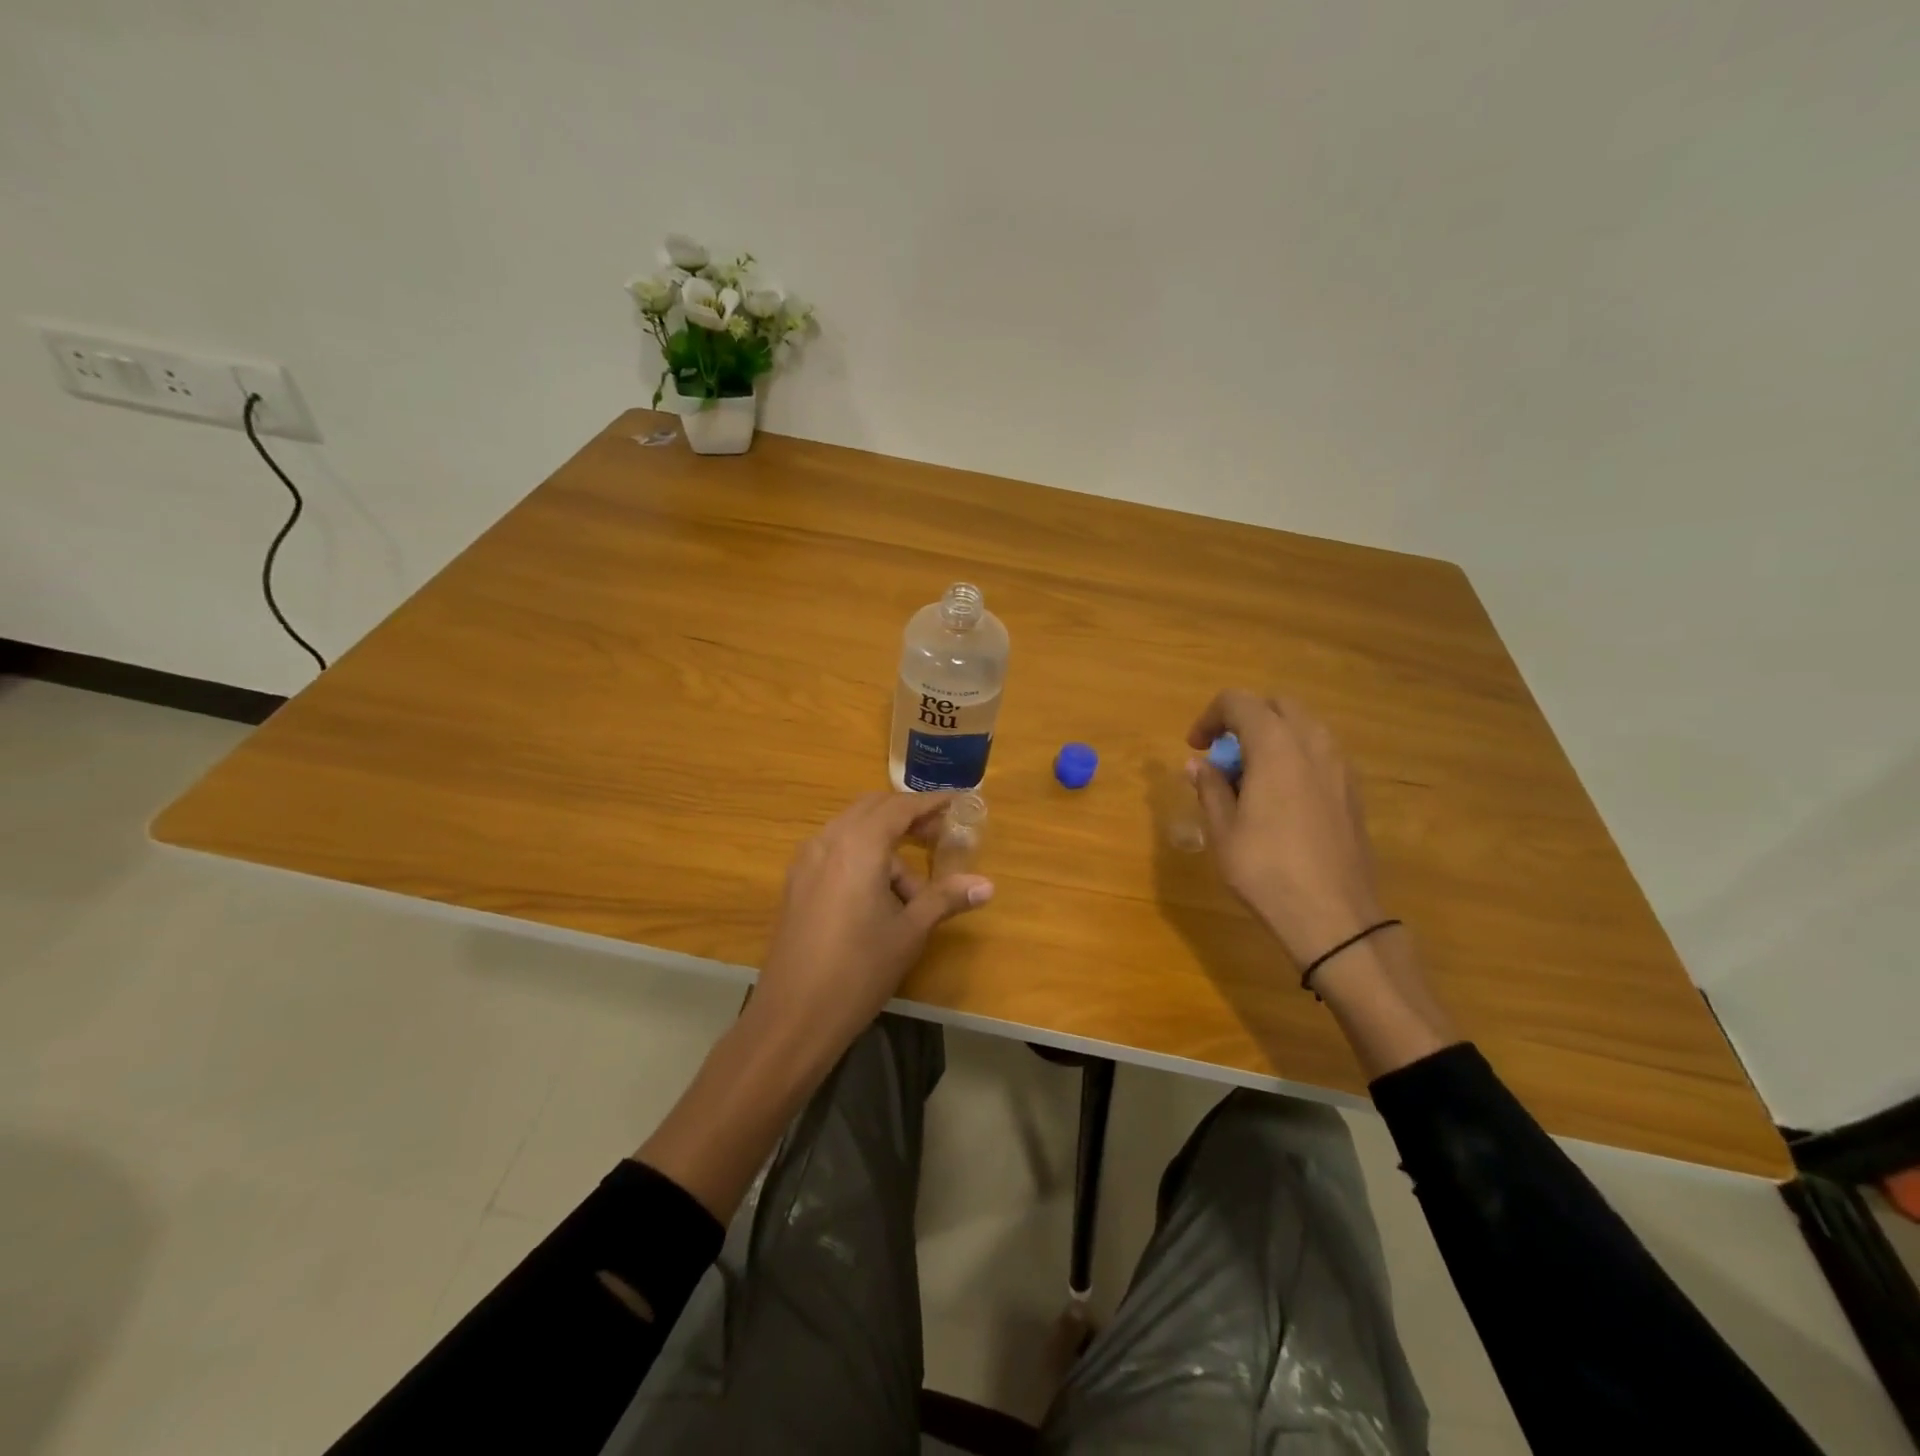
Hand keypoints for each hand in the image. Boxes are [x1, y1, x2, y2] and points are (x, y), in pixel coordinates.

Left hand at [757, 792, 993, 1062]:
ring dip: (885, 843)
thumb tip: (987, 885)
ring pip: (852, 831)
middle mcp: (828, 841)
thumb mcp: (910, 932)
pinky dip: (862, 857)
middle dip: (908, 817)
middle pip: (873, 809)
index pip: (900, 807)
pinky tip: (878, 895)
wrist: (793, 1016)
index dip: (931, 803)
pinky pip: (835, 851)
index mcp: (858, 845)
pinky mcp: (796, 883)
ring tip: (912, 890)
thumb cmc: (859, 970)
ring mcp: (806, 861)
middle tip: (939, 835)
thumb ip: (945, 898)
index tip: (958, 801)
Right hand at [1186, 691, 1386, 966]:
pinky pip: (1320, 753)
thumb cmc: (1266, 869)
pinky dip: (1295, 757)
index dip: (1210, 717)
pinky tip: (1280, 798)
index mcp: (1275, 746)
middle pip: (1277, 705)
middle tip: (1223, 754)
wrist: (1333, 916)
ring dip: (1273, 737)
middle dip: (1245, 719)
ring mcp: (1340, 767)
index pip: (1239, 702)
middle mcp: (1312, 744)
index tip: (1195, 747)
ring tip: (1250, 776)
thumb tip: (1198, 765)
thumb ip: (1210, 788)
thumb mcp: (1223, 830)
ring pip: (1304, 727)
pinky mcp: (1352, 791)